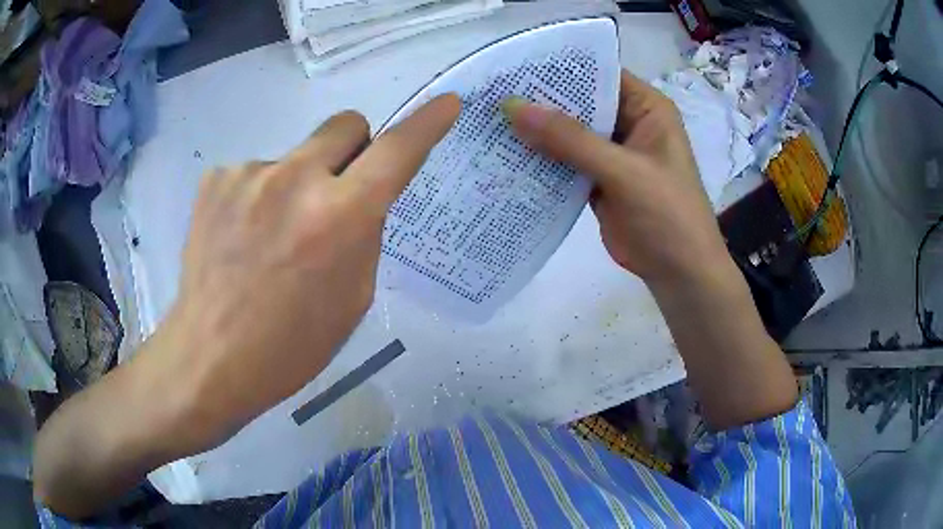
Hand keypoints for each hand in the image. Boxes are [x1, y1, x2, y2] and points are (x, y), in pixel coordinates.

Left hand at [165, 94, 460, 449]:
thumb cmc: (291, 345)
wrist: (211, 357)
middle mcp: (295, 179)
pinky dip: (257, 197)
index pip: (397, 152)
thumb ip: (364, 234)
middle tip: (334, 194)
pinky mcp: (214, 179)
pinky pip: (255, 173)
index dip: (426, 124)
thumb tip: (360, 198)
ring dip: (296, 183)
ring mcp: (248, 173)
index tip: (447, 104)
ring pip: (295, 156)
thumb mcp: (352, 298)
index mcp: (339, 218)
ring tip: (269, 238)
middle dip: (352, 150)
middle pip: (346, 124)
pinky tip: (240, 238)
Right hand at [506, 71, 796, 429]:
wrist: (679, 273)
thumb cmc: (667, 214)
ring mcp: (611, 153)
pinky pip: (565, 162)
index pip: (599, 74)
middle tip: (492, 93)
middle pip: (579, 103)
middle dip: (541, 100)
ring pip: (568, 133)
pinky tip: (507, 155)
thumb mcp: (624, 171)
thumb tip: (514, 108)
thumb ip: (571, 140)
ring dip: (537, 131)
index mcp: (646, 108)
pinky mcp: (598, 180)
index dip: (560, 68)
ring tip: (490, 120)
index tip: (515, 66)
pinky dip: (541, 161)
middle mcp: (628, 124)